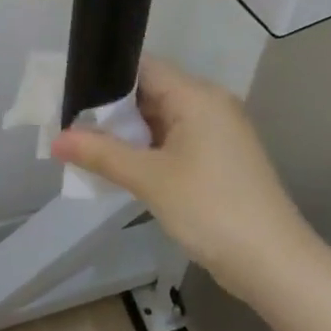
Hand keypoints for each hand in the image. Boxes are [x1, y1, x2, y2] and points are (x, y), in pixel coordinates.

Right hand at [51, 57, 311, 291]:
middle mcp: (210, 104)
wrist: (274, 262)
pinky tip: (121, 166)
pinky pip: (176, 140)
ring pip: (162, 118)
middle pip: (151, 91)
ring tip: (87, 144)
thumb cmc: (210, 209)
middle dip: (112, 109)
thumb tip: (56, 140)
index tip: (71, 92)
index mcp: (197, 95)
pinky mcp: (221, 158)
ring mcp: (219, 132)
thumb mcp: (150, 179)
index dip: (105, 77)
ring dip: (129, 133)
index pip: (143, 67)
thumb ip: (101, 154)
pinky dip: (149, 149)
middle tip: (71, 122)